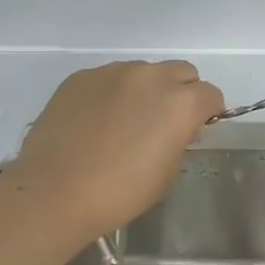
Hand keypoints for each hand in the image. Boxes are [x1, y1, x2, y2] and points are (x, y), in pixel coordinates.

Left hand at [0, 60, 224, 241]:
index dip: (207, 112)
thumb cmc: (120, 192)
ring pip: (144, 71)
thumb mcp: (168, 171)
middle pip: (182, 72)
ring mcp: (114, 72)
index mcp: (181, 102)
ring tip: (125, 121)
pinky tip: (96, 121)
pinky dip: (112, 93)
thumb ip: (180, 138)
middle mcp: (151, 77)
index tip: (194, 129)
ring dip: (146, 90)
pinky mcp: (82, 77)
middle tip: (164, 121)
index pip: (211, 94)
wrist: (54, 192)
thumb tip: (179, 127)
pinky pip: (109, 78)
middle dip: (182, 92)